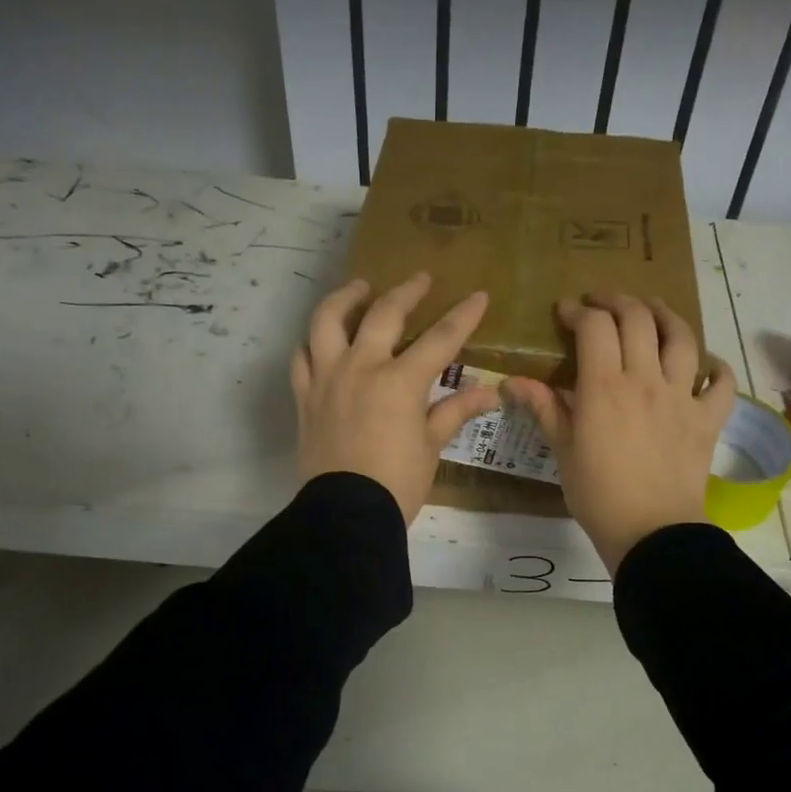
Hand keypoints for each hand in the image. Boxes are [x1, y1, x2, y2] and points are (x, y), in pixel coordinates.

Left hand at [292, 272, 499, 522]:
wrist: (347, 512)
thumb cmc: (398, 482)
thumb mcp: (432, 446)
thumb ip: (455, 411)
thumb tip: (489, 393)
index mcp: (400, 381)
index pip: (440, 339)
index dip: (463, 315)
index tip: (478, 295)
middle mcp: (361, 367)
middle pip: (383, 314)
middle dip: (406, 291)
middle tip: (420, 279)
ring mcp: (327, 378)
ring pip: (328, 321)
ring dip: (346, 298)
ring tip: (358, 289)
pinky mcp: (304, 396)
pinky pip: (301, 358)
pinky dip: (311, 343)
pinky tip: (321, 341)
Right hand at [503, 295, 734, 572]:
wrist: (651, 531)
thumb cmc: (598, 494)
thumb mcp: (563, 450)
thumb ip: (543, 408)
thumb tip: (511, 382)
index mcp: (605, 386)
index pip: (595, 326)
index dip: (578, 310)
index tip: (565, 312)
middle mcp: (647, 379)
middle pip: (638, 318)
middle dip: (617, 301)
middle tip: (602, 303)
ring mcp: (683, 396)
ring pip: (682, 337)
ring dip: (665, 315)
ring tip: (651, 311)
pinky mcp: (708, 418)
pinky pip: (721, 382)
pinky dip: (714, 366)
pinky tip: (704, 363)